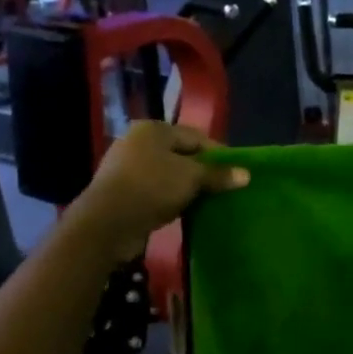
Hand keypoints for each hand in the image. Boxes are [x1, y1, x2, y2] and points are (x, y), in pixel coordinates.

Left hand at [71, 122, 248, 261]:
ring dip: (187, 188)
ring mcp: (127, 168)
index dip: (219, 154)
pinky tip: (185, 211)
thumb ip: (218, 175)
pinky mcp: (123, 193)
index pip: (196, 137)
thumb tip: (246, 175)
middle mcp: (138, 143)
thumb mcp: (191, 178)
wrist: (106, 223)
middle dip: (203, 172)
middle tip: (225, 188)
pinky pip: (156, 191)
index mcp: (153, 129)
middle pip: (181, 155)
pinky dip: (171, 199)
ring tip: (209, 201)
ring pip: (168, 175)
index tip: (238, 172)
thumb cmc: (152, 187)